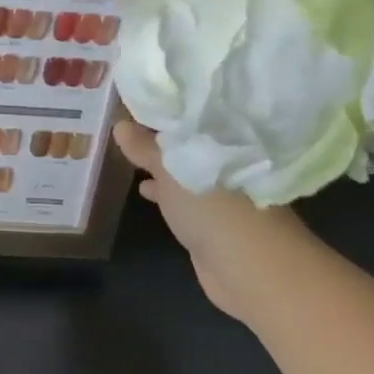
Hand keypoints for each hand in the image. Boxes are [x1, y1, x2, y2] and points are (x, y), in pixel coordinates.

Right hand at [111, 118, 307, 319]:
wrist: (252, 270)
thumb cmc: (214, 208)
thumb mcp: (171, 170)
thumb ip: (146, 148)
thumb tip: (120, 123)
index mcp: (223, 140)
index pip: (188, 115)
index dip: (160, 109)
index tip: (130, 103)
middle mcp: (225, 160)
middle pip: (186, 142)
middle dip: (156, 137)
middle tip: (122, 126)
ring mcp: (221, 192)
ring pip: (183, 169)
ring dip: (159, 165)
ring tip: (127, 156)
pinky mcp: (214, 219)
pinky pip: (184, 195)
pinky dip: (165, 191)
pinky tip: (144, 189)